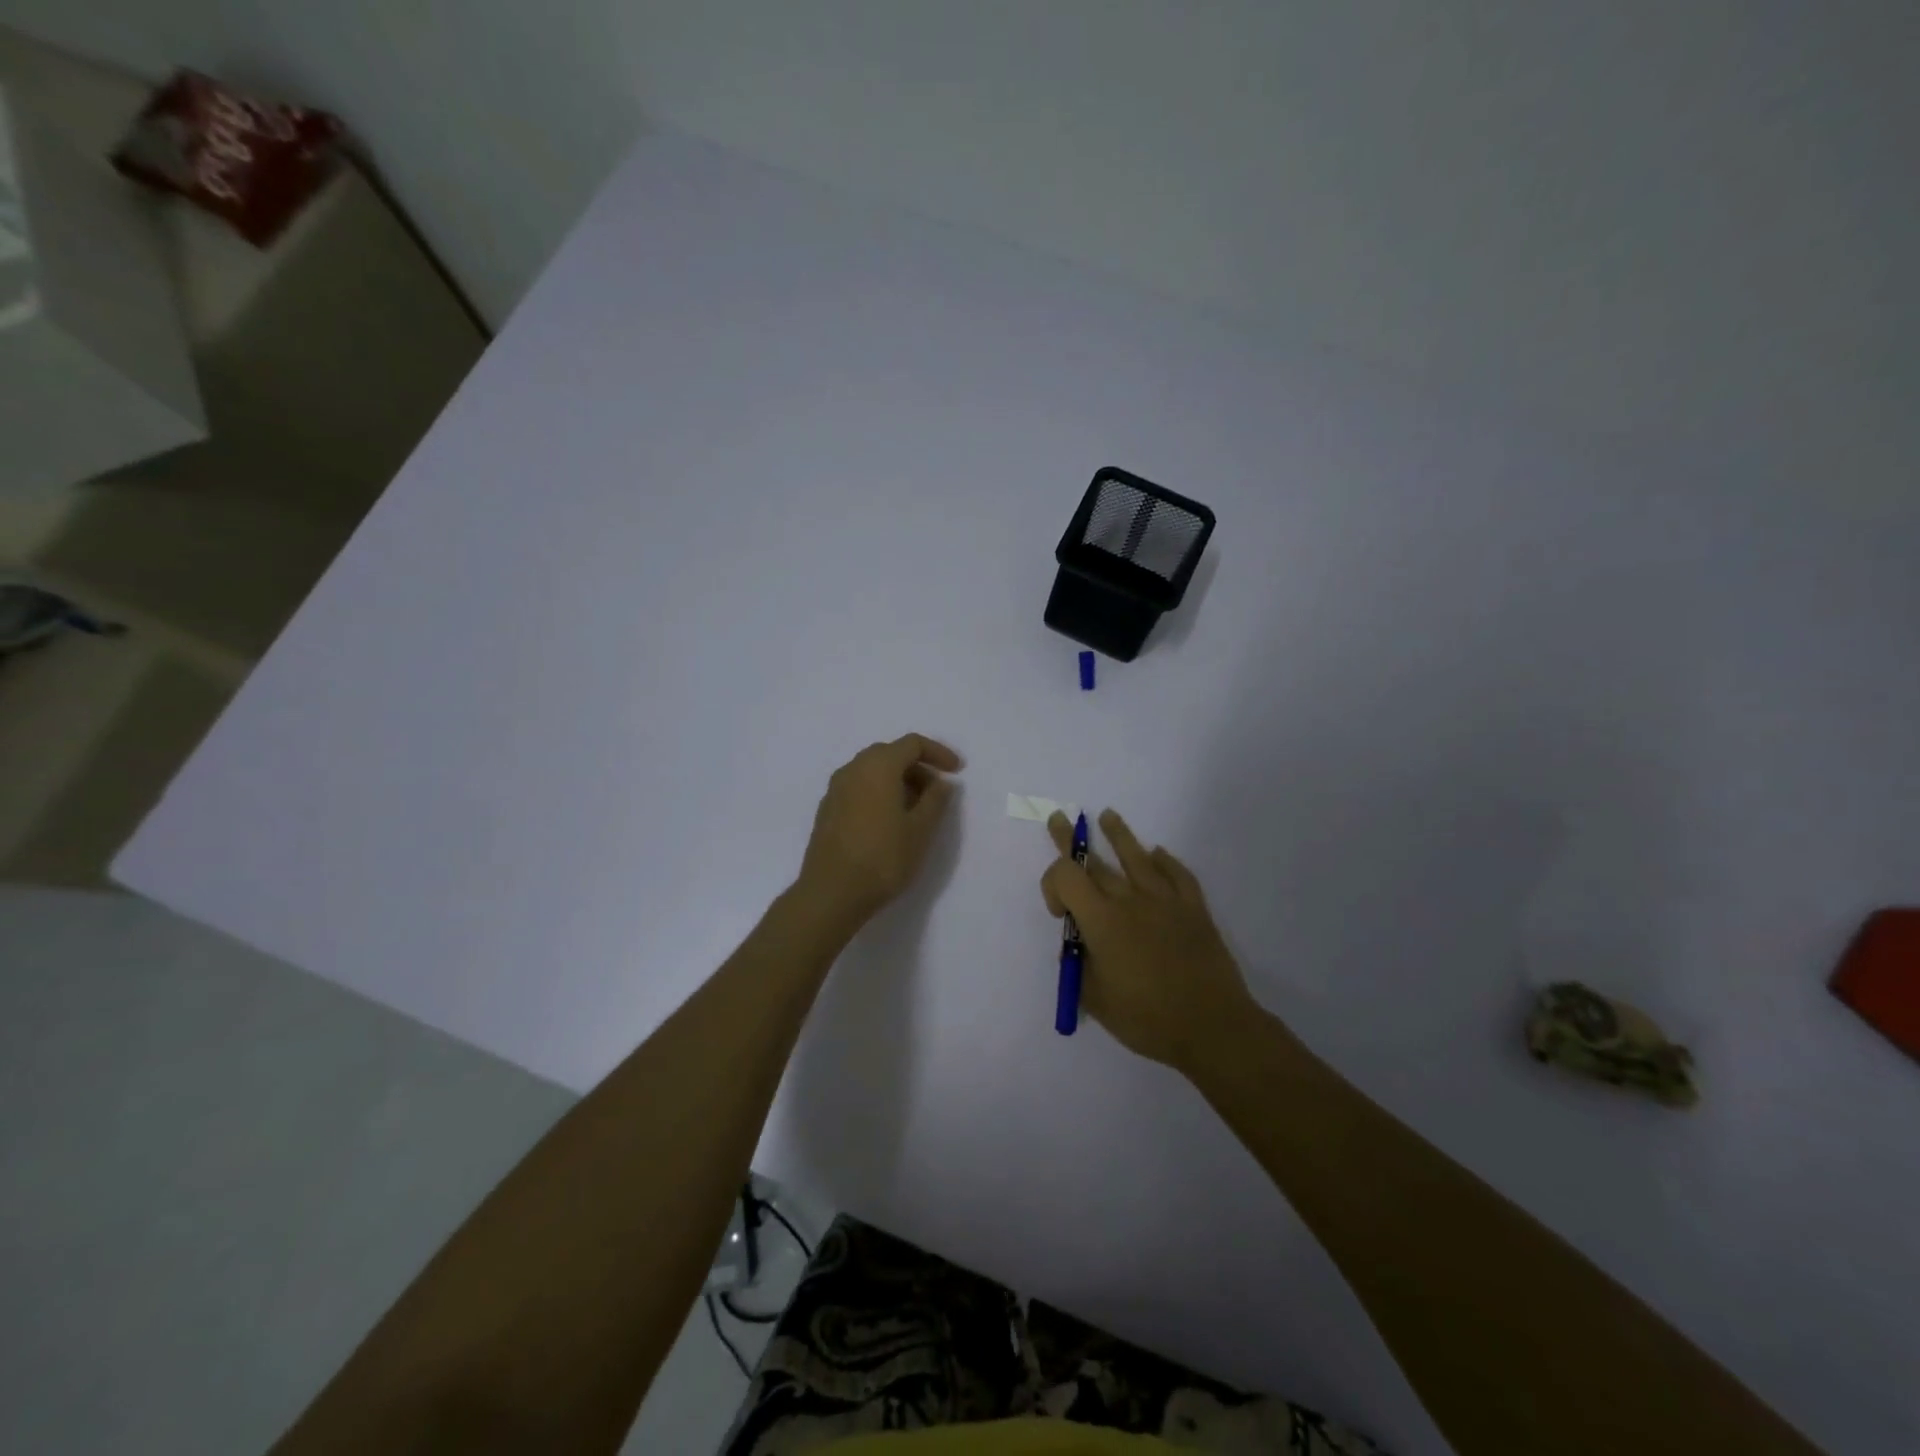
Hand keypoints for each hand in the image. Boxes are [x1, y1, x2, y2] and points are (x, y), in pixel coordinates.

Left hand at [798, 734, 961, 924]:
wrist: (831, 893)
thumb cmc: (883, 858)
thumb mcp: (920, 830)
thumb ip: (935, 800)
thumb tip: (941, 782)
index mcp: (878, 766)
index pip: (912, 744)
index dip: (938, 753)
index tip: (957, 771)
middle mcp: (853, 769)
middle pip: (890, 754)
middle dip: (917, 768)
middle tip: (937, 793)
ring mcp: (835, 789)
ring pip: (872, 771)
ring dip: (898, 781)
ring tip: (916, 810)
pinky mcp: (827, 809)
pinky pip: (859, 787)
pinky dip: (879, 793)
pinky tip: (889, 821)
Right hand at [1042, 809, 1256, 1073]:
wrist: (1212, 1027)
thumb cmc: (1147, 1018)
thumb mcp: (1096, 998)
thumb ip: (1080, 966)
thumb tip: (1079, 946)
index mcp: (1101, 920)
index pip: (1066, 876)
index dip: (1052, 884)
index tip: (1059, 913)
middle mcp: (1130, 900)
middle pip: (1095, 860)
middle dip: (1071, 840)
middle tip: (1059, 819)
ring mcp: (1165, 900)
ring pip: (1137, 857)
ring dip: (1119, 834)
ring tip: (1109, 815)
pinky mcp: (1194, 909)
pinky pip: (1177, 874)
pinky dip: (1165, 861)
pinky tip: (1158, 854)